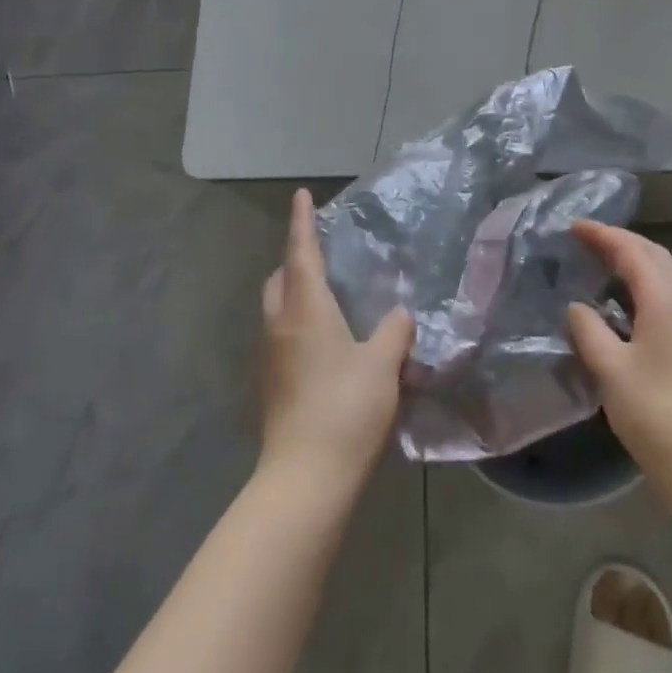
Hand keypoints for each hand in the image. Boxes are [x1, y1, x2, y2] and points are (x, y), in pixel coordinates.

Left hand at [260, 189, 414, 492]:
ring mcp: (270, 358)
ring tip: (328, 296)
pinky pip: (281, 337)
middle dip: (296, 260)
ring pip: (277, 309)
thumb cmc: (346, 408)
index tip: (301, 195)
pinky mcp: (271, 385)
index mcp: (305, 310)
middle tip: (322, 254)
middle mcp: (280, 326)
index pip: (302, 253)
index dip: (302, 222)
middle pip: (280, 280)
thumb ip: (394, 332)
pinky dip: (297, 324)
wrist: (306, 477)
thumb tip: (400, 313)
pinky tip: (325, 343)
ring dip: (295, 293)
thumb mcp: (383, 365)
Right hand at [567, 222, 671, 505]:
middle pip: (655, 256)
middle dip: (620, 242)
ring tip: (601, 264)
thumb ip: (588, 330)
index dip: (603, 235)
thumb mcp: (610, 371)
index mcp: (667, 301)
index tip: (573, 226)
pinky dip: (646, 285)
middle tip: (585, 240)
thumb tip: (576, 307)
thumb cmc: (657, 416)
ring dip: (635, 262)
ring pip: (667, 275)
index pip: (633, 252)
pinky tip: (626, 303)